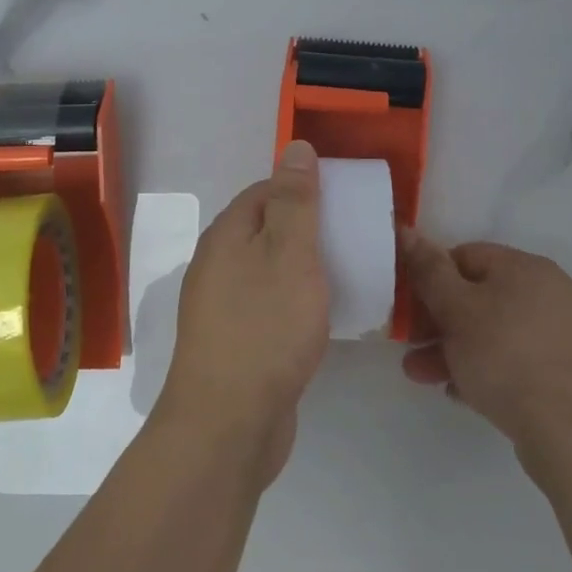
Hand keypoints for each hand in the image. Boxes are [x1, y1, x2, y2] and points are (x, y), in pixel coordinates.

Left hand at [156, 141, 330, 486]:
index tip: (344, 201)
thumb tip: (295, 147)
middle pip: (266, 231)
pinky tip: (322, 317)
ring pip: (269, 271)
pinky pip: (269, 307)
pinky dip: (296, 302)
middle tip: (353, 238)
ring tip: (347, 274)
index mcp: (227, 236)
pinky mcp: (236, 343)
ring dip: (304, 268)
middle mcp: (217, 265)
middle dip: (308, 229)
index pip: (265, 192)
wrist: (228, 424)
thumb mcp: (289, 255)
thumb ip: (295, 201)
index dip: (303, 189)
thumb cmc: (264, 328)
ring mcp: (223, 307)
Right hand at [398, 229, 571, 459]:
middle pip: (477, 297)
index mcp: (525, 267)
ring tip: (423, 377)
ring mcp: (560, 334)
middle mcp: (547, 293)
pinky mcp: (565, 372)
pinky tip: (462, 393)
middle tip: (409, 348)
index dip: (431, 278)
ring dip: (453, 350)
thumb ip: (428, 270)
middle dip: (436, 323)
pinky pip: (513, 361)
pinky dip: (484, 370)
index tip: (408, 307)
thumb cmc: (506, 356)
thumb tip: (407, 231)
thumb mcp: (456, 309)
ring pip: (492, 333)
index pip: (465, 256)